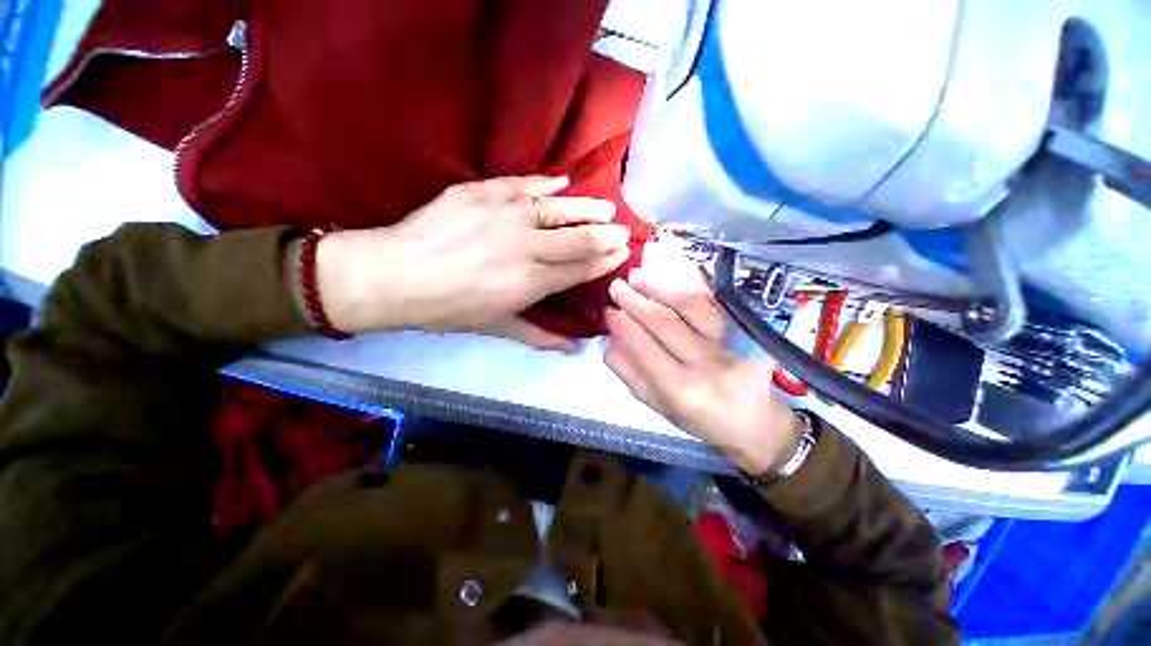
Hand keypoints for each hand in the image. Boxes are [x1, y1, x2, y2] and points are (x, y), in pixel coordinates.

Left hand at [315, 176, 630, 342]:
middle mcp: (526, 246)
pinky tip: (563, 182)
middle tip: (623, 230)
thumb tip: (573, 349)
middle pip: (578, 238)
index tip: (622, 253)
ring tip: (606, 207)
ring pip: (558, 208)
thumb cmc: (449, 309)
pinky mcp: (483, 192)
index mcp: (531, 282)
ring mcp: (505, 215)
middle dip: (606, 234)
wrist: (395, 276)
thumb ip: (540, 337)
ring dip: (587, 208)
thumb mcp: (498, 327)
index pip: (580, 268)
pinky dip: (546, 183)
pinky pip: (523, 184)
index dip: (604, 260)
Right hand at [603, 261, 802, 475]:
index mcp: (681, 391)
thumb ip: (630, 374)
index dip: (623, 325)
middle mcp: (707, 366)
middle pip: (664, 323)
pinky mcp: (748, 332)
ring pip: (691, 306)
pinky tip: (669, 279)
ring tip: (637, 276)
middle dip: (635, 301)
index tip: (608, 310)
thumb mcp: (657, 406)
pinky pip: (713, 302)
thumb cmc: (700, 420)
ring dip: (659, 287)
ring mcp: (731, 345)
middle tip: (616, 286)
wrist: (756, 423)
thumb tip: (611, 340)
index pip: (644, 347)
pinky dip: (688, 287)